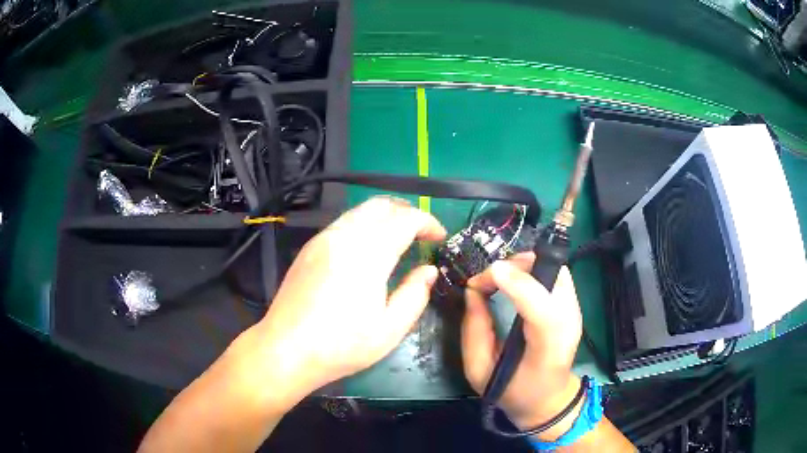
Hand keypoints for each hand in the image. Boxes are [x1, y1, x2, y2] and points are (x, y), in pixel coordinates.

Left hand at [248, 197, 445, 409]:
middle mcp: (343, 237)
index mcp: (367, 255)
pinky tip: (368, 249)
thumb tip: (429, 270)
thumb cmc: (341, 346)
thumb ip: (415, 295)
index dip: (428, 223)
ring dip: (385, 217)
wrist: (286, 350)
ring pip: (360, 211)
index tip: (439, 238)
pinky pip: (343, 222)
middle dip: (407, 213)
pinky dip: (365, 225)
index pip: (405, 219)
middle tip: (422, 234)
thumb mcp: (389, 330)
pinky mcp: (310, 248)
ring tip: (399, 239)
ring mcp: (322, 239)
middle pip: (381, 205)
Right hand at [462, 256, 582, 434]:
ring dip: (525, 265)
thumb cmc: (514, 391)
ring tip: (499, 278)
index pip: (543, 309)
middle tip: (487, 280)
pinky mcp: (574, 304)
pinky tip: (516, 280)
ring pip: (556, 267)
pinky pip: (556, 273)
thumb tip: (472, 291)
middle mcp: (569, 324)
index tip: (487, 275)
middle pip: (553, 276)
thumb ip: (474, 331)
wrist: (548, 398)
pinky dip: (534, 269)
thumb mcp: (480, 371)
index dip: (518, 285)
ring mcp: (575, 311)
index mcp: (547, 349)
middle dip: (516, 267)